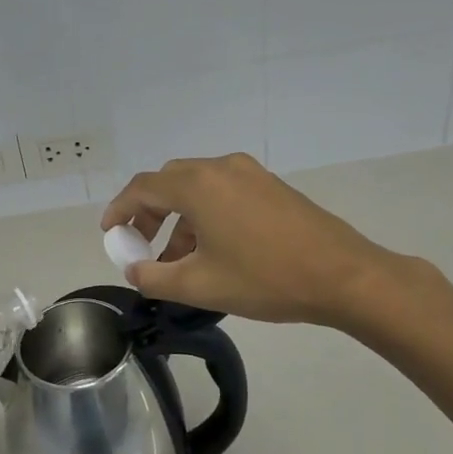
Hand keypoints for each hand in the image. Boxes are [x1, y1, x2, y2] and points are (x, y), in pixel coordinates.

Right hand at [101, 154, 408, 326]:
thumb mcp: (200, 285)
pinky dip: (205, 214)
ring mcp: (249, 173)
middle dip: (149, 213)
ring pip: (198, 188)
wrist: (343, 276)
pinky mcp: (270, 186)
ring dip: (179, 218)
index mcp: (198, 185)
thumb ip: (155, 277)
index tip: (110, 233)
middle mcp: (221, 167)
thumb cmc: (265, 279)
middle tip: (142, 246)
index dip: (120, 209)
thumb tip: (135, 269)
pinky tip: (213, 250)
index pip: (143, 187)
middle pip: (169, 182)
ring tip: (179, 260)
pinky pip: (223, 192)